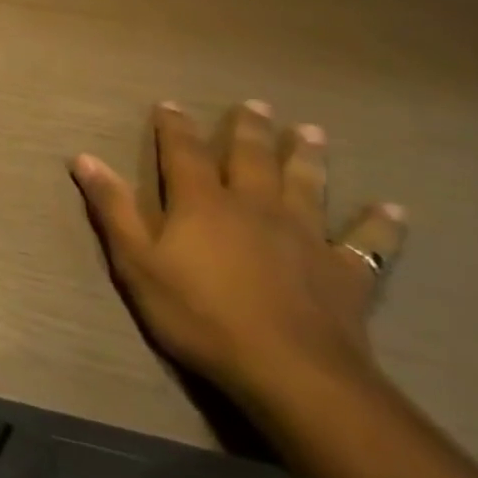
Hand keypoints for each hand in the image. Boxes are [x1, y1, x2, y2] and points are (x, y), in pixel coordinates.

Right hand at [69, 100, 406, 413]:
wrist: (292, 374)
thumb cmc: (200, 315)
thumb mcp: (136, 263)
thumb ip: (113, 208)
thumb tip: (84, 157)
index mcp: (202, 203)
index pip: (183, 152)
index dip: (174, 127)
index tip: (170, 104)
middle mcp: (254, 206)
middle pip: (251, 158)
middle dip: (249, 129)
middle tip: (256, 104)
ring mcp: (305, 237)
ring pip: (307, 186)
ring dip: (307, 157)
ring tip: (312, 133)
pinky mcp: (344, 273)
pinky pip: (367, 243)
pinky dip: (380, 224)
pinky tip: (394, 209)